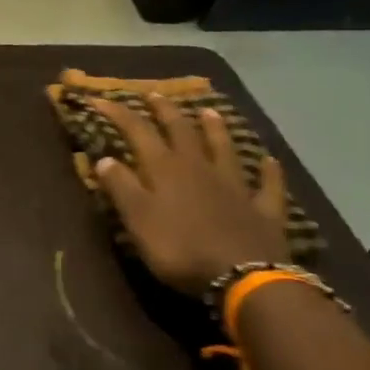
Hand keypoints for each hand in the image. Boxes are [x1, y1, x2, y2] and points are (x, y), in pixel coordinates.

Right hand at [92, 95, 289, 293]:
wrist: (242, 276)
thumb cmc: (179, 249)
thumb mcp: (137, 220)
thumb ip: (121, 188)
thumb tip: (105, 158)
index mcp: (166, 170)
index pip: (138, 132)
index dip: (118, 114)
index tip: (99, 99)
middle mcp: (201, 168)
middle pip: (182, 131)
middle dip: (165, 111)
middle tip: (154, 94)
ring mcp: (236, 186)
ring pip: (224, 148)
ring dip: (215, 128)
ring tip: (208, 111)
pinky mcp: (263, 209)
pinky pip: (267, 184)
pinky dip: (268, 171)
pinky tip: (269, 161)